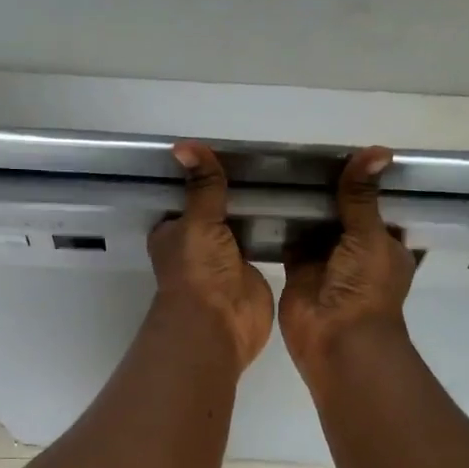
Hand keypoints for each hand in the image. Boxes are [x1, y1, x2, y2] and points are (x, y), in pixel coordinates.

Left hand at [148, 142, 274, 371]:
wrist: (221, 322)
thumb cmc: (198, 270)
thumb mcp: (198, 221)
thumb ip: (202, 186)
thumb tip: (184, 145)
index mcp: (174, 232)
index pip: (187, 195)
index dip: (202, 175)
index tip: (227, 147)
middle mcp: (199, 244)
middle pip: (217, 208)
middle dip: (234, 189)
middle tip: (266, 155)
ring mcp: (227, 258)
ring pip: (242, 224)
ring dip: (257, 208)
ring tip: (285, 172)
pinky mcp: (253, 270)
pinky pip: (264, 241)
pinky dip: (275, 227)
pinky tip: (294, 203)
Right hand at [280, 147, 415, 385]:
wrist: (337, 338)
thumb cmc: (365, 286)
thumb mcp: (370, 234)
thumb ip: (362, 196)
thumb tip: (379, 149)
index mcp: (385, 244)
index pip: (377, 206)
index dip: (364, 183)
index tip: (344, 151)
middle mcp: (356, 252)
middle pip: (343, 214)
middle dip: (329, 191)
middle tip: (305, 153)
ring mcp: (326, 262)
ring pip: (315, 227)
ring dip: (304, 207)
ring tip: (282, 167)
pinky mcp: (298, 271)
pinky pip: (290, 242)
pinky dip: (282, 225)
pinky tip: (267, 197)